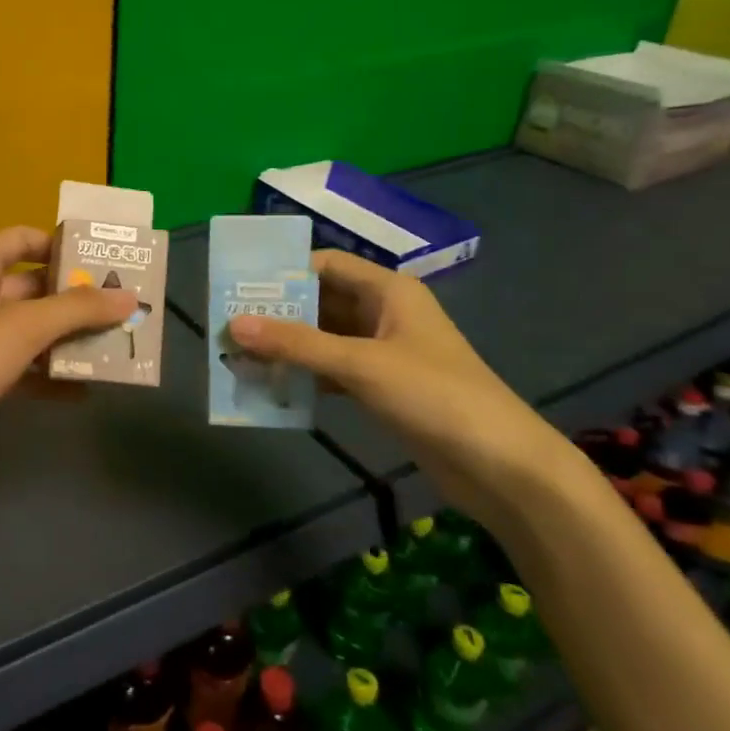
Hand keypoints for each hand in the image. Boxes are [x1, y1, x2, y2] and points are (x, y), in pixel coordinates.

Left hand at [0, 227, 137, 506]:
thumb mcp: (22, 328)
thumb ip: (77, 310)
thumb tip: (129, 297)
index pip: (20, 239)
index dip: (58, 243)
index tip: (101, 259)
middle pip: (31, 287)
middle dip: (75, 298)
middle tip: (123, 307)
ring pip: (29, 330)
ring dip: (67, 338)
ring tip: (115, 346)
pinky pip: (20, 368)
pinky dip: (48, 376)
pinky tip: (83, 390)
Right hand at [228, 249, 572, 522]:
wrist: (501, 465)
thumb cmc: (434, 396)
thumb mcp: (361, 364)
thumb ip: (297, 343)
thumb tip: (234, 324)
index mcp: (388, 291)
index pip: (326, 265)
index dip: (283, 273)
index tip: (238, 288)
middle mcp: (384, 314)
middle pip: (321, 302)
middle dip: (278, 314)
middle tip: (228, 326)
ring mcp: (384, 352)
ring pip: (324, 339)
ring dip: (288, 347)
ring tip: (239, 356)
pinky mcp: (383, 387)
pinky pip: (333, 371)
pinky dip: (306, 376)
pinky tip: (273, 386)